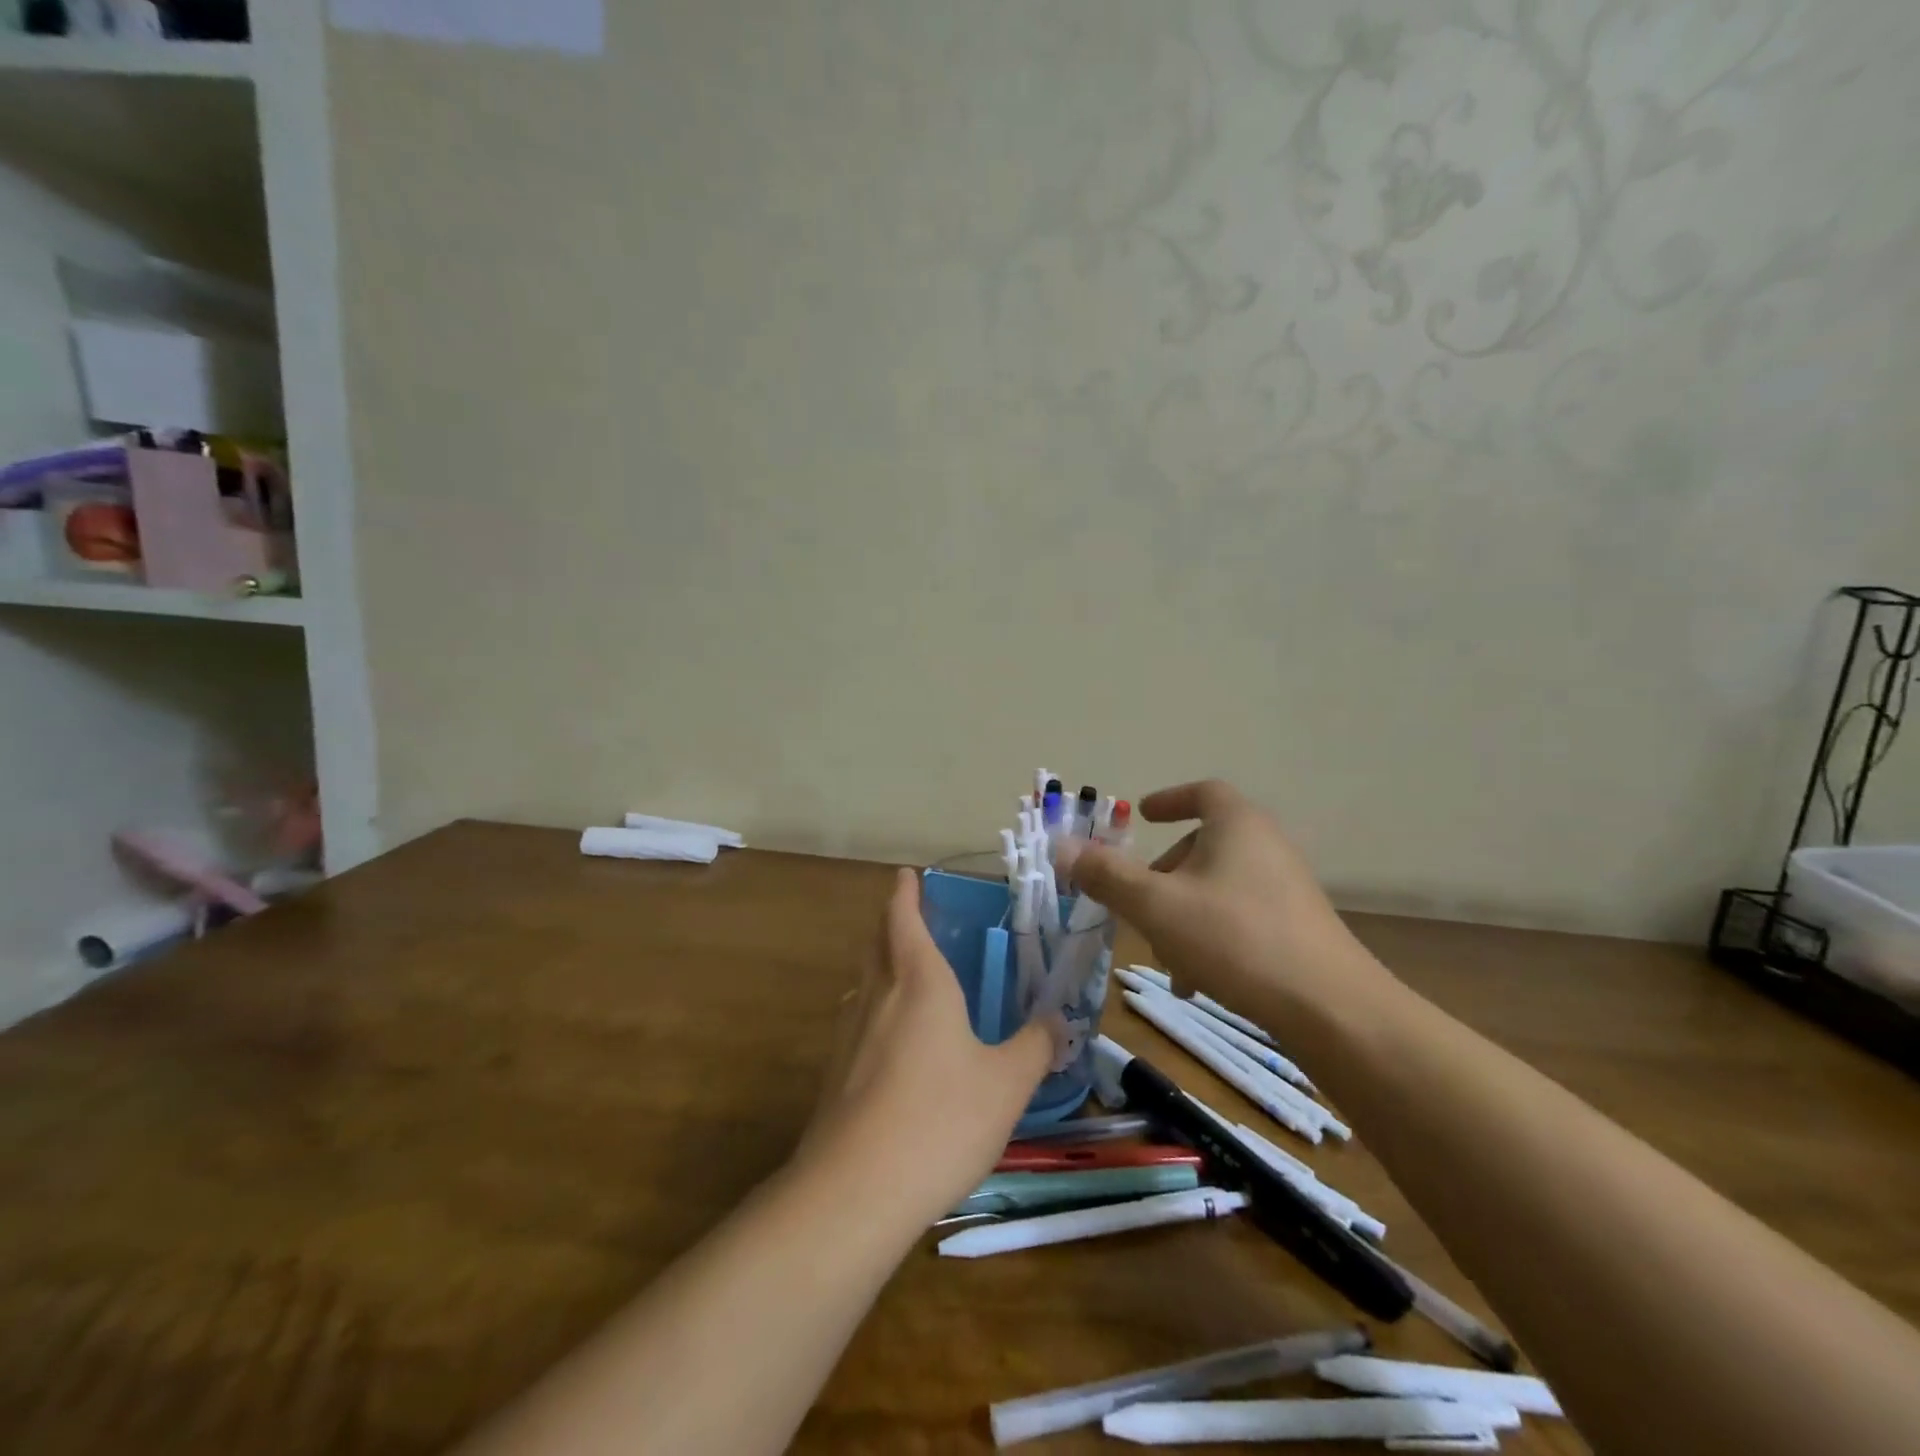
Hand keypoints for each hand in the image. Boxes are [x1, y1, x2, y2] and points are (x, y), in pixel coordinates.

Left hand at [797, 869, 1056, 1220]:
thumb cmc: (940, 1119)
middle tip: (911, 916)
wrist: (854, 1191)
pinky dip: (875, 1009)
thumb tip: (1058, 1020)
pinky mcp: (833, 1073)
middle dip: (892, 923)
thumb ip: (1036, 1046)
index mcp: (919, 982)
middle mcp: (877, 995)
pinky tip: (892, 1041)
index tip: (906, 874)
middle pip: (877, 943)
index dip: (904, 893)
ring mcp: (847, 1034)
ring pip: (864, 982)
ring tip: (905, 973)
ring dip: (881, 965)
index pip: (903, 918)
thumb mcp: (1007, 1084)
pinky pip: (857, 1021)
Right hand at [1065, 780, 1377, 1013]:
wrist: (1331, 1008)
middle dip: (1162, 875)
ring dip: (1181, 914)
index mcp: (1237, 825)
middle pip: (1202, 845)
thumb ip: (1107, 875)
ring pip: (1216, 887)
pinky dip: (1209, 936)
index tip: (1141, 815)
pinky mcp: (1297, 927)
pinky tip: (1197, 982)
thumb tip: (1061, 847)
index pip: (1202, 792)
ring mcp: (1285, 888)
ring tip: (1166, 959)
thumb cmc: (1235, 939)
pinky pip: (1239, 917)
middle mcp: (1266, 846)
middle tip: (1139, 905)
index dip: (1168, 799)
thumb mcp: (1157, 906)